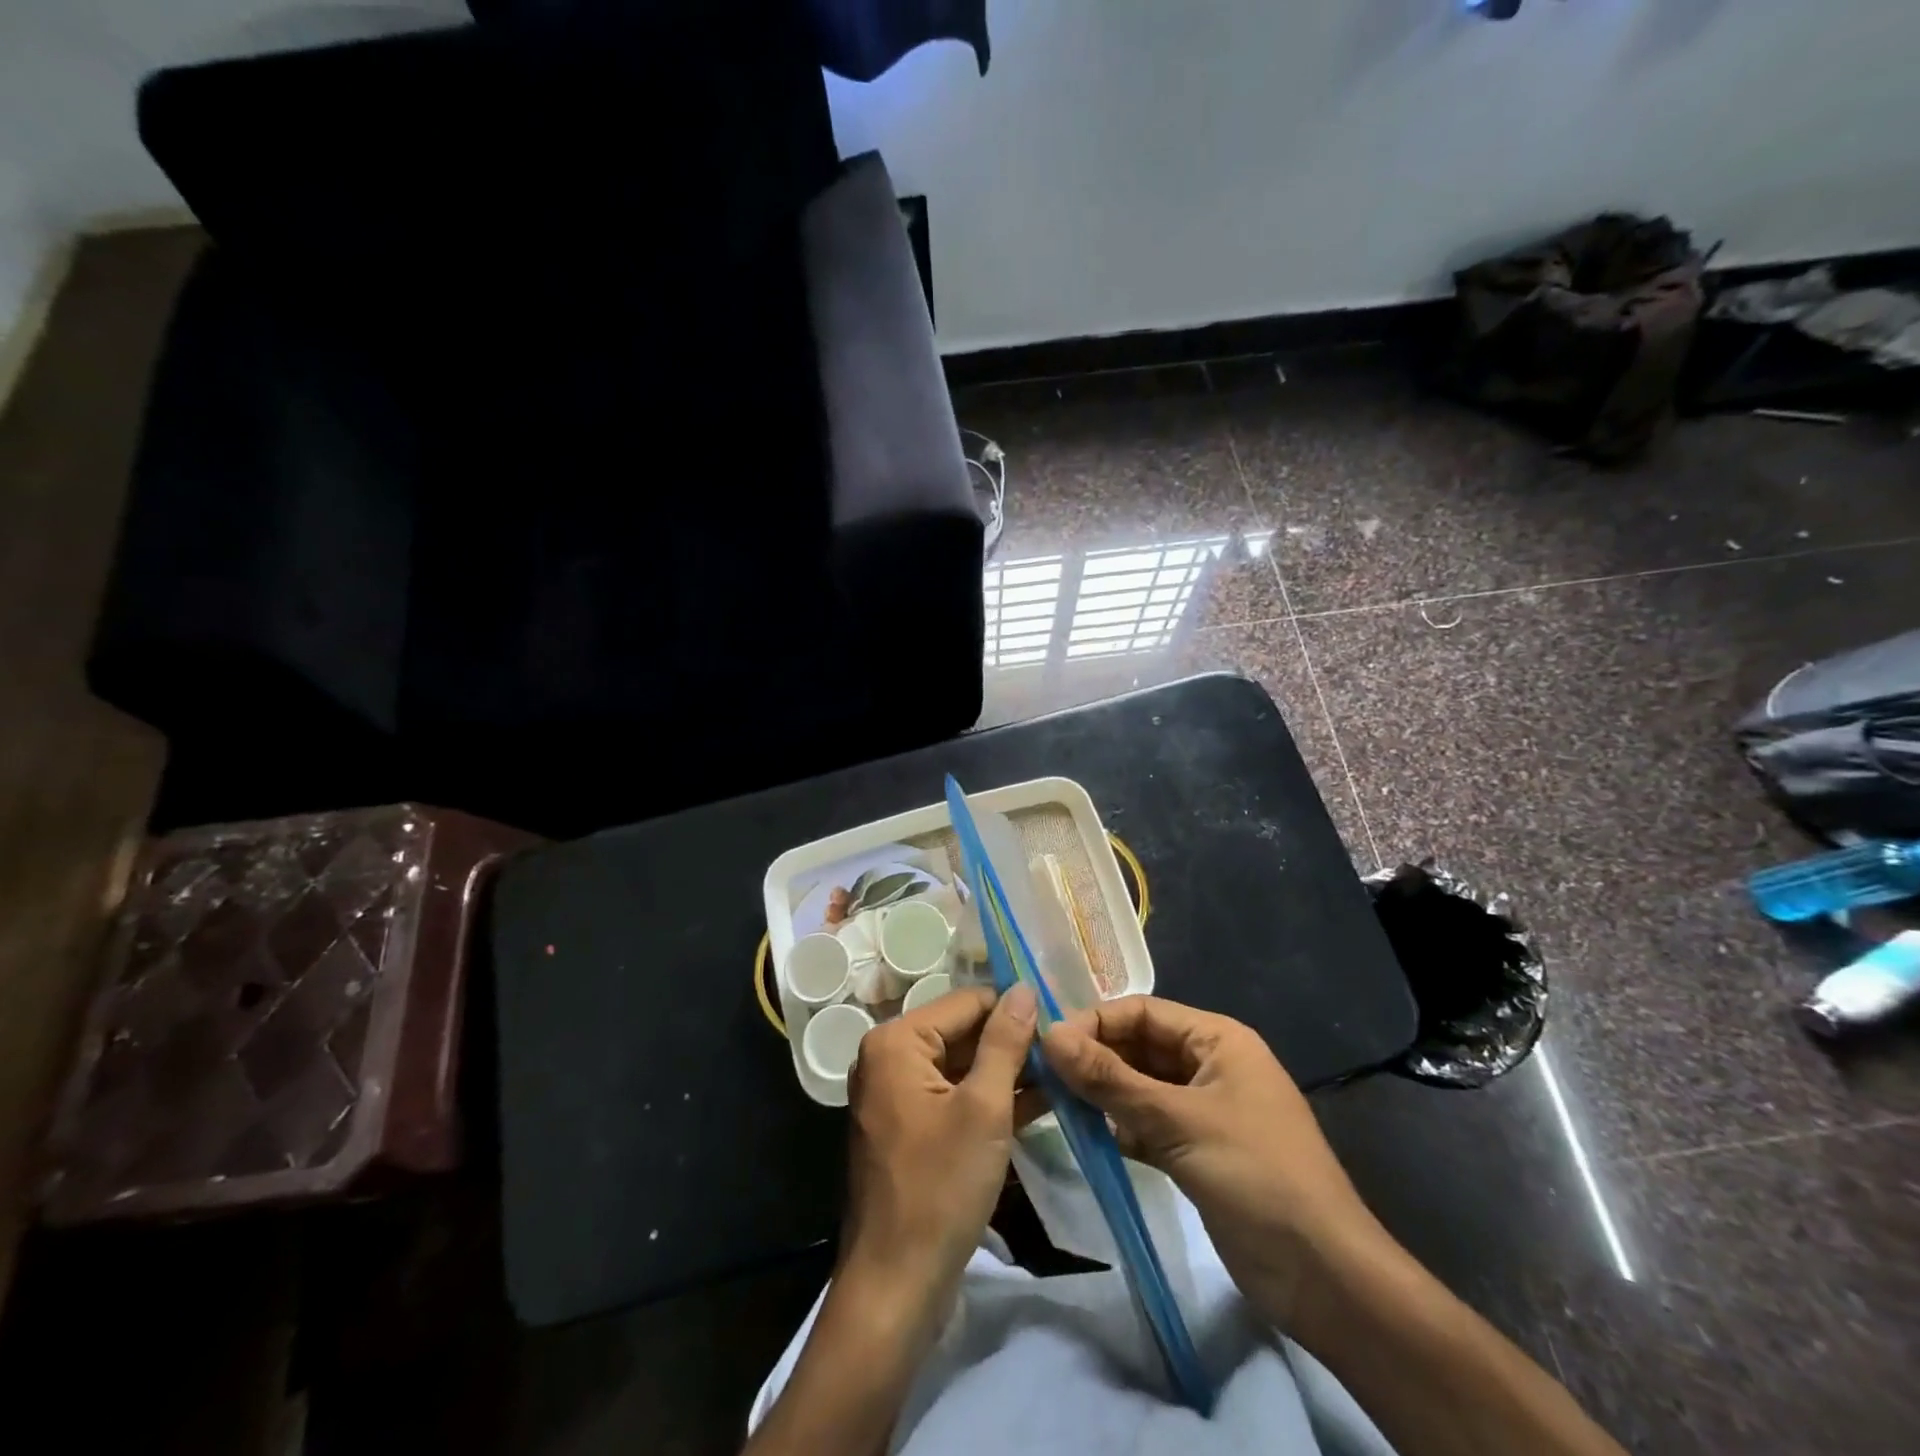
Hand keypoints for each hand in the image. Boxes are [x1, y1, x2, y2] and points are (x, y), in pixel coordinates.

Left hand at [840, 983, 1037, 1317]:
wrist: (896, 1286)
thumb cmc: (940, 1187)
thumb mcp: (984, 1107)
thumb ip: (1005, 1042)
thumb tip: (1024, 988)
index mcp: (896, 1042)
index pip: (966, 1003)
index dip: (1014, 1008)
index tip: (1061, 1017)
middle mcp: (889, 1059)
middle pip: (961, 1033)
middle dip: (1013, 1041)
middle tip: (1067, 1047)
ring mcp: (897, 1096)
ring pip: (961, 1067)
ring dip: (1008, 1071)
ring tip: (1064, 1072)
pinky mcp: (910, 1130)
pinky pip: (955, 1098)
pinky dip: (991, 1099)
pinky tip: (1041, 1101)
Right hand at [1040, 994, 1379, 1328]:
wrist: (1325, 1278)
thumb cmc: (1256, 1177)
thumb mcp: (1178, 1121)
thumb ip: (1110, 1079)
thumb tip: (1049, 1035)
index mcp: (1217, 1039)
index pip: (1143, 1011)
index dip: (1096, 1022)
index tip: (1048, 1044)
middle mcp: (1211, 1065)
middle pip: (1140, 1046)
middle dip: (1096, 1057)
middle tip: (1044, 1075)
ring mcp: (1206, 1110)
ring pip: (1141, 1086)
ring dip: (1104, 1093)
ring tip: (1056, 1103)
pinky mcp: (1199, 1151)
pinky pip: (1149, 1123)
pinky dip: (1121, 1127)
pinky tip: (1090, 1137)